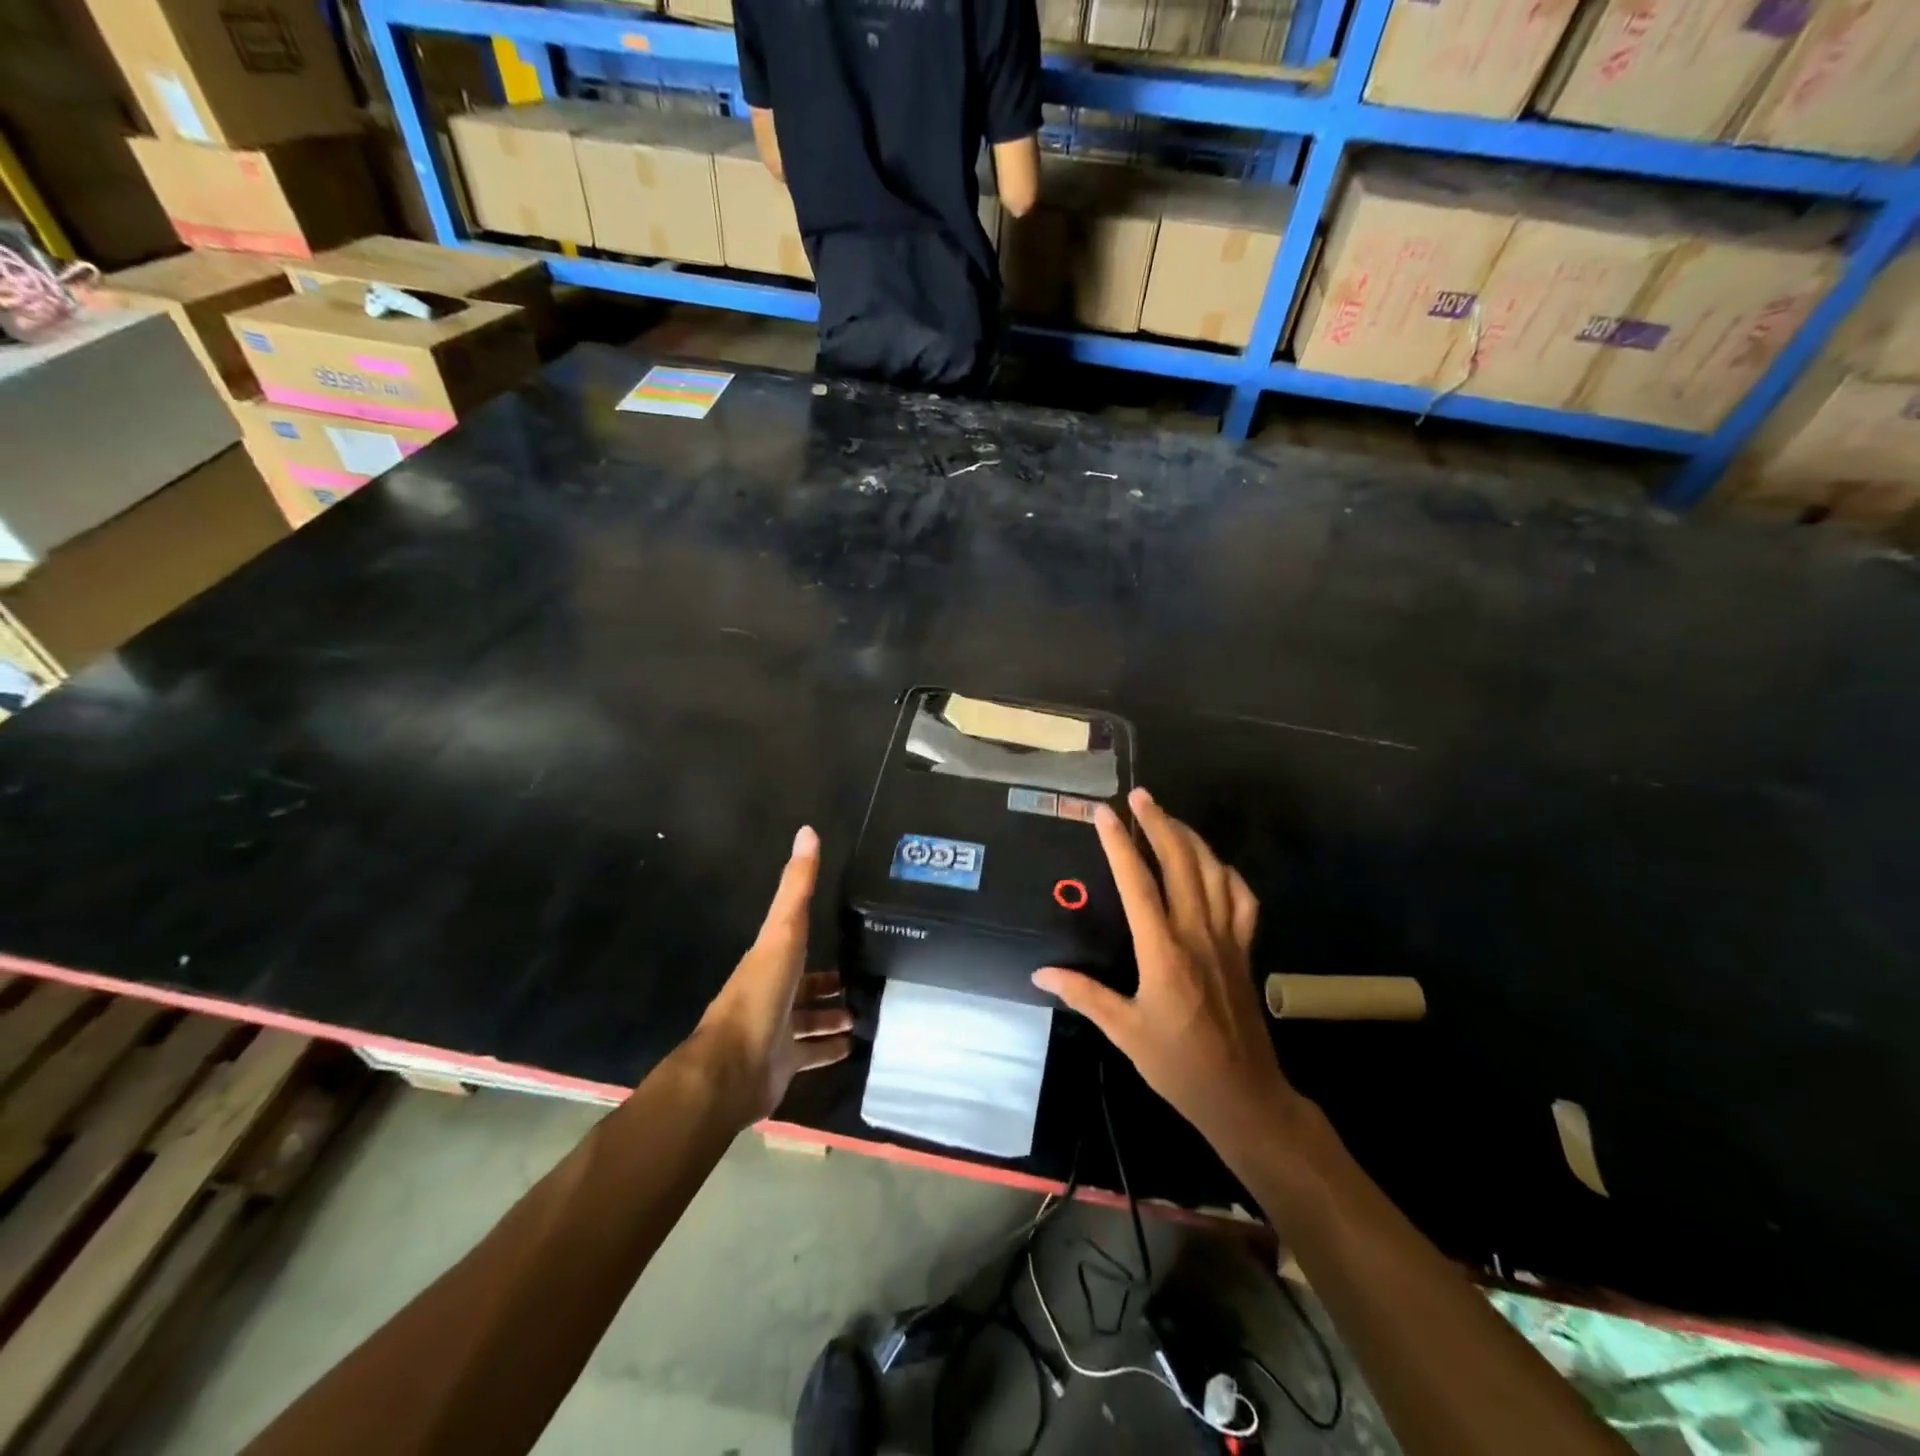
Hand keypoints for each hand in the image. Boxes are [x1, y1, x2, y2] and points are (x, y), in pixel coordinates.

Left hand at [694, 827, 853, 1124]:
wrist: (734, 1067)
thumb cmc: (760, 994)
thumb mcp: (783, 932)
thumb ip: (796, 887)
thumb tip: (807, 830)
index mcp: (769, 960)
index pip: (796, 942)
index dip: (818, 937)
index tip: (849, 936)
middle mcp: (773, 993)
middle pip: (806, 985)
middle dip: (830, 983)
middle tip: (865, 980)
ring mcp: (778, 1031)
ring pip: (811, 1020)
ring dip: (834, 1016)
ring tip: (867, 1013)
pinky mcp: (785, 1063)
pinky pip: (814, 1053)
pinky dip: (832, 1049)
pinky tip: (855, 1046)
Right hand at [1033, 788, 1291, 1163]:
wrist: (1244, 1095)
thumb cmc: (1179, 1065)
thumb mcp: (1124, 1032)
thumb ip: (1084, 995)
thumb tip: (1040, 972)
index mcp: (1163, 952)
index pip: (1138, 883)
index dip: (1119, 844)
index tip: (1104, 812)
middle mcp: (1197, 934)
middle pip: (1181, 863)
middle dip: (1159, 824)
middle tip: (1140, 796)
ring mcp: (1227, 939)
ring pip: (1214, 873)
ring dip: (1191, 838)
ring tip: (1168, 817)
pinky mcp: (1245, 950)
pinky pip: (1242, 899)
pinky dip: (1228, 873)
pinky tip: (1213, 864)